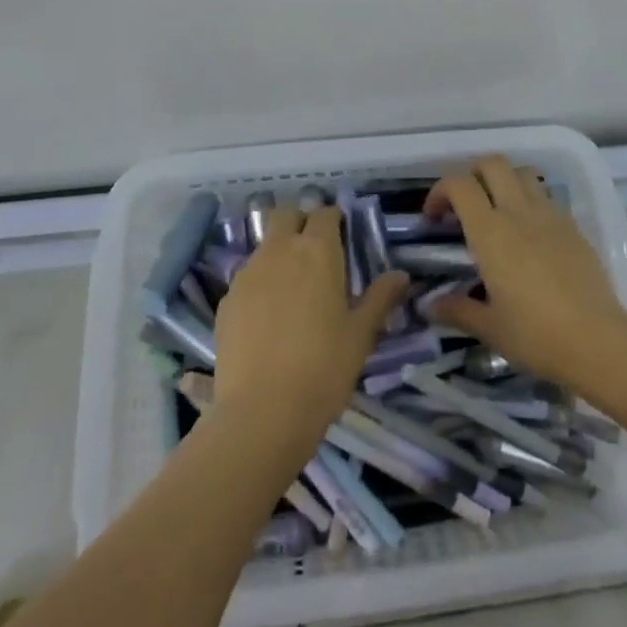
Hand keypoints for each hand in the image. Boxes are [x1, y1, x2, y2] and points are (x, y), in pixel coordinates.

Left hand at [212, 205, 407, 457]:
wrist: (262, 413)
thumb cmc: (323, 368)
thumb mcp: (361, 334)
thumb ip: (380, 298)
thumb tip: (401, 275)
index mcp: (317, 251)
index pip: (324, 213)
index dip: (333, 219)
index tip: (342, 235)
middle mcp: (279, 250)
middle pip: (286, 215)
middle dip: (300, 222)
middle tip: (315, 250)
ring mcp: (248, 273)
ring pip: (264, 244)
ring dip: (279, 251)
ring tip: (292, 286)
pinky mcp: (226, 300)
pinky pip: (247, 277)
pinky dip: (260, 282)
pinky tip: (268, 316)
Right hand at [423, 156, 626, 387]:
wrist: (598, 340)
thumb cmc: (535, 335)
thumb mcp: (490, 328)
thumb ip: (456, 310)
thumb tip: (429, 305)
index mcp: (490, 232)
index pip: (460, 185)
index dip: (440, 192)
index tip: (434, 218)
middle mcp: (518, 212)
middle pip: (492, 163)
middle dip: (472, 174)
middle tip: (464, 205)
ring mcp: (550, 215)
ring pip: (522, 173)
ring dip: (503, 181)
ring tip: (497, 212)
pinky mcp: (573, 226)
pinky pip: (545, 197)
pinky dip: (529, 201)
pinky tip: (529, 235)